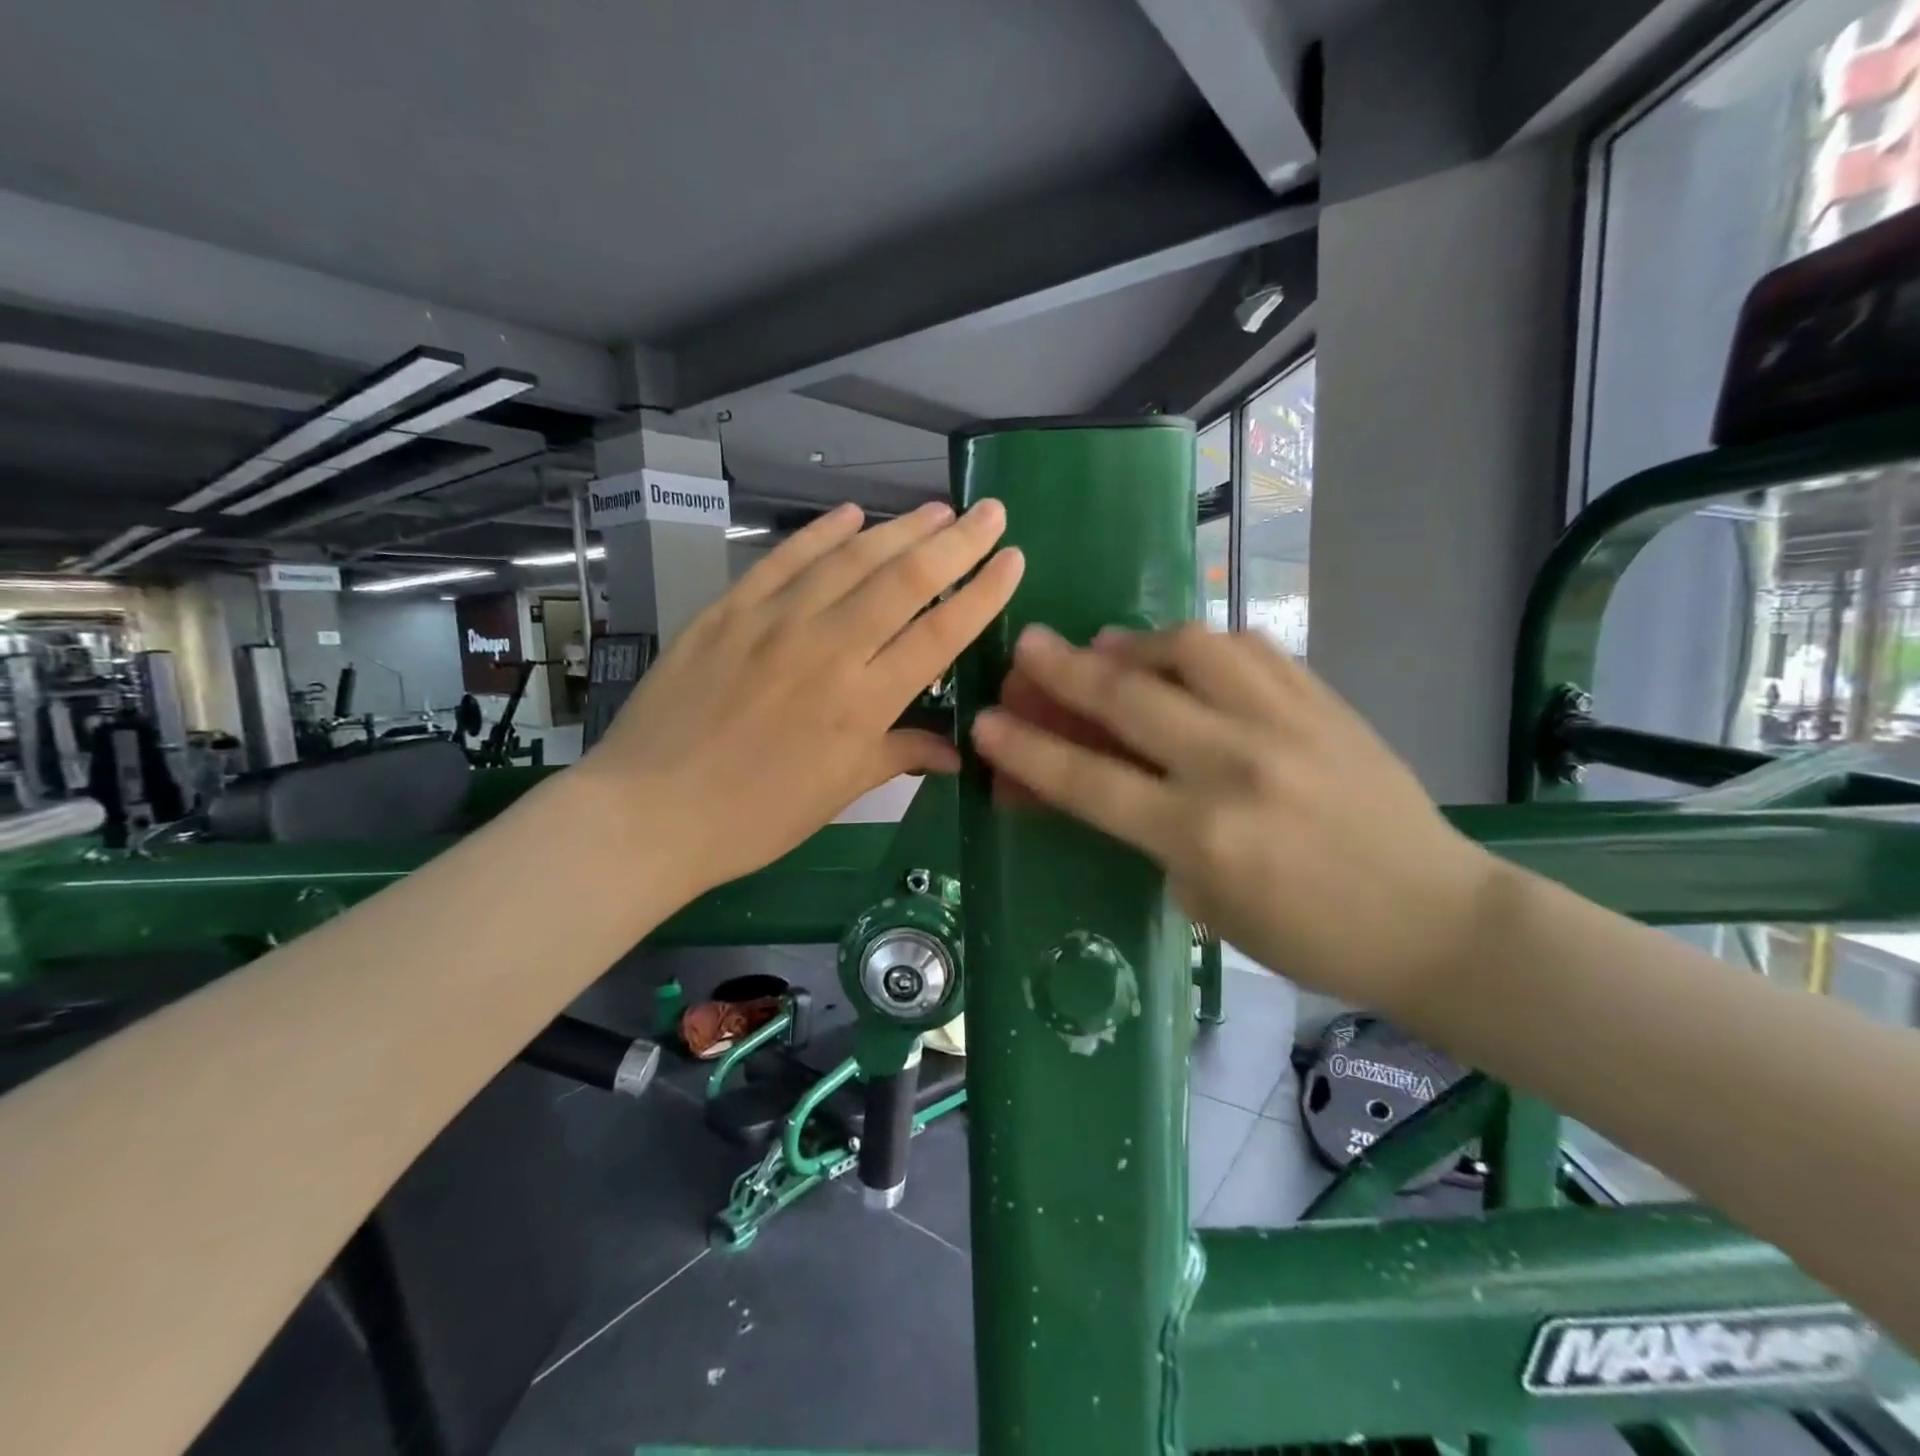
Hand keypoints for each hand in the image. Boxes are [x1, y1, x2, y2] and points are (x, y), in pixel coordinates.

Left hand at [580, 500, 1022, 900]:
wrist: (651, 811)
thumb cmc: (756, 817)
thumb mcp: (839, 793)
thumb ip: (900, 756)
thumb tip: (958, 751)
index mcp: (862, 702)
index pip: (938, 635)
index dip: (982, 594)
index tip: (1013, 559)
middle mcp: (827, 648)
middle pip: (904, 582)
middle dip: (955, 542)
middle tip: (989, 511)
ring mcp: (773, 622)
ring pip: (849, 559)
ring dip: (899, 529)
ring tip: (935, 508)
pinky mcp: (728, 611)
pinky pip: (783, 560)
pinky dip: (820, 532)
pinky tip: (851, 513)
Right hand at [970, 624, 1495, 1015]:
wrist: (1435, 920)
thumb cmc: (1310, 936)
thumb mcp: (1207, 902)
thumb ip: (1149, 834)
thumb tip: (1101, 778)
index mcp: (1202, 836)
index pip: (1089, 780)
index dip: (1026, 749)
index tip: (984, 722)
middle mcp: (1236, 766)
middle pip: (1128, 698)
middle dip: (1063, 669)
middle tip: (1026, 645)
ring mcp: (1286, 723)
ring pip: (1192, 649)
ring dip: (1136, 642)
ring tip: (1110, 646)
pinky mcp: (1324, 701)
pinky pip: (1250, 648)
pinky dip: (1204, 645)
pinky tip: (1187, 653)